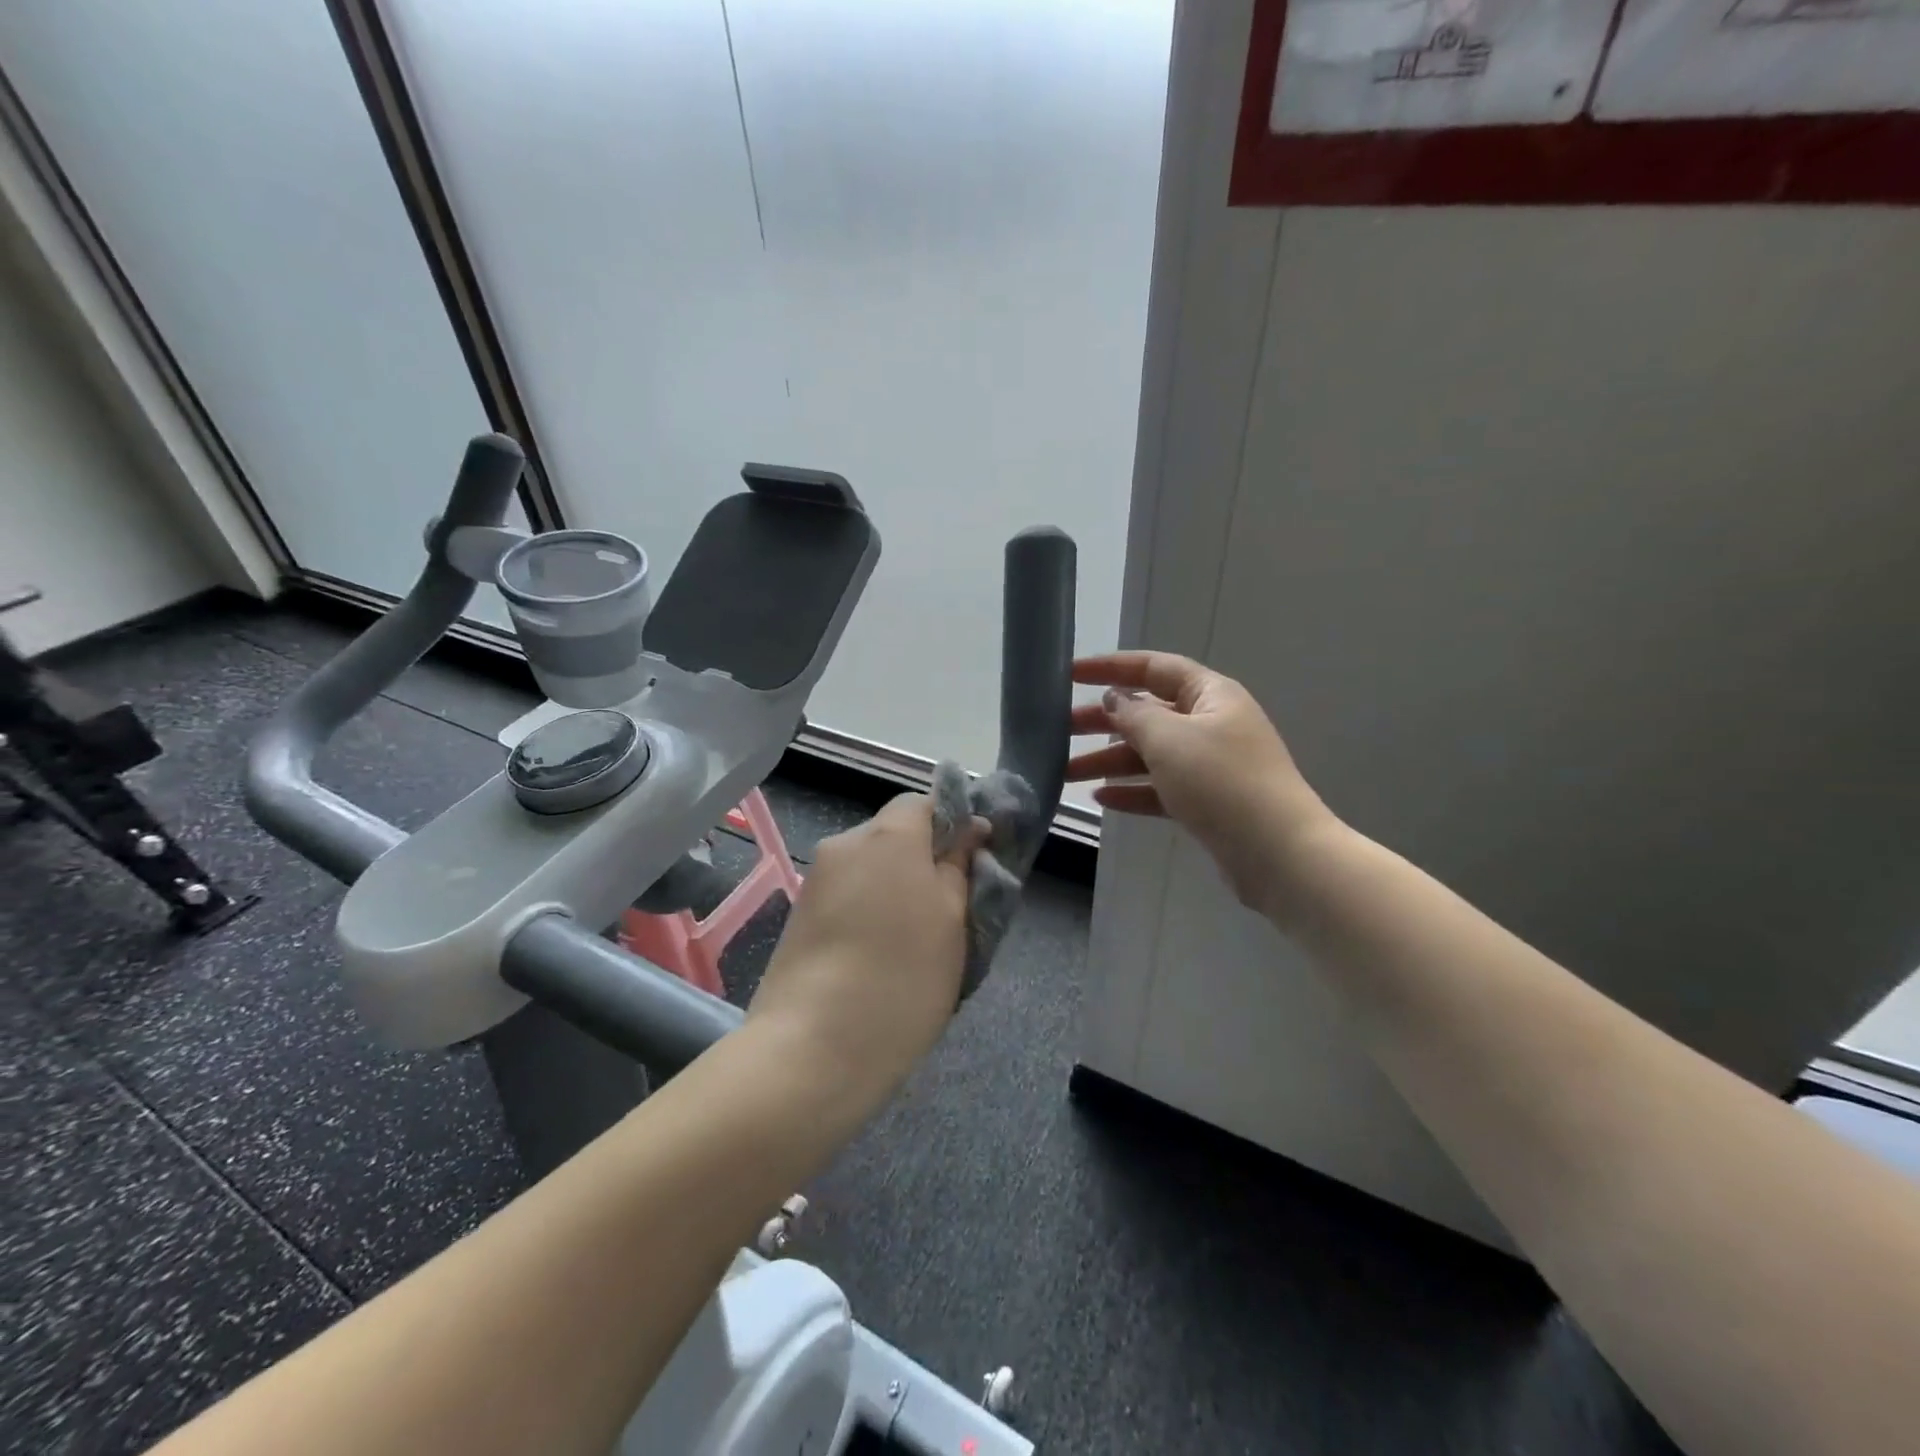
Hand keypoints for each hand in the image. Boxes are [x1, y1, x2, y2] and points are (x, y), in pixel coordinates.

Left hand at [747, 793, 983, 1112]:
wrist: (812, 1049)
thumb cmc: (903, 977)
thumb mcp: (953, 921)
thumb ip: (961, 867)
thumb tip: (968, 830)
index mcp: (888, 835)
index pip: (924, 802)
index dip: (953, 824)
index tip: (974, 863)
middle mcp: (845, 844)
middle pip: (894, 834)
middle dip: (923, 861)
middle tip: (949, 911)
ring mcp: (816, 880)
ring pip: (870, 867)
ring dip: (895, 888)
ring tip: (914, 942)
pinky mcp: (799, 915)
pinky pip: (847, 895)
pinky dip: (868, 910)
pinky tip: (879, 956)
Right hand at [1067, 651, 1339, 913]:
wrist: (1277, 853)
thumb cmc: (1221, 782)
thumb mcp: (1169, 740)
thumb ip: (1134, 715)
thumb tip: (1114, 699)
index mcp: (1210, 695)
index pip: (1153, 668)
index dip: (1110, 667)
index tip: (1069, 675)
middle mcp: (1211, 723)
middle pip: (1147, 713)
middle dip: (1102, 721)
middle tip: (1058, 730)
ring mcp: (1210, 764)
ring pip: (1150, 754)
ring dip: (1109, 761)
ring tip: (1066, 773)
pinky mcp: (1207, 801)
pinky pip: (1161, 787)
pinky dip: (1132, 790)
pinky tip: (1101, 798)